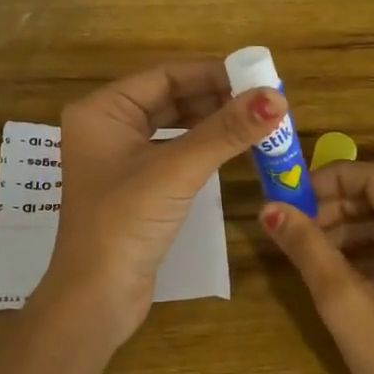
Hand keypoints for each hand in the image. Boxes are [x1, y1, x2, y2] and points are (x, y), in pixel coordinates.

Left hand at [39, 61, 285, 347]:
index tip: (258, 76)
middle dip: (217, 99)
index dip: (212, 74)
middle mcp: (107, 128)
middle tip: (265, 101)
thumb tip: (276, 97)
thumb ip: (226, 131)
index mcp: (102, 111)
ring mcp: (120, 159)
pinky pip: (175, 154)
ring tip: (258, 122)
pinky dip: (204, 149)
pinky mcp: (136, 188)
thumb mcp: (177, 171)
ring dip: (214, 124)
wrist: (96, 299)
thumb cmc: (125, 223)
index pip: (165, 76)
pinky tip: (235, 149)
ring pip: (175, 127)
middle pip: (171, 99)